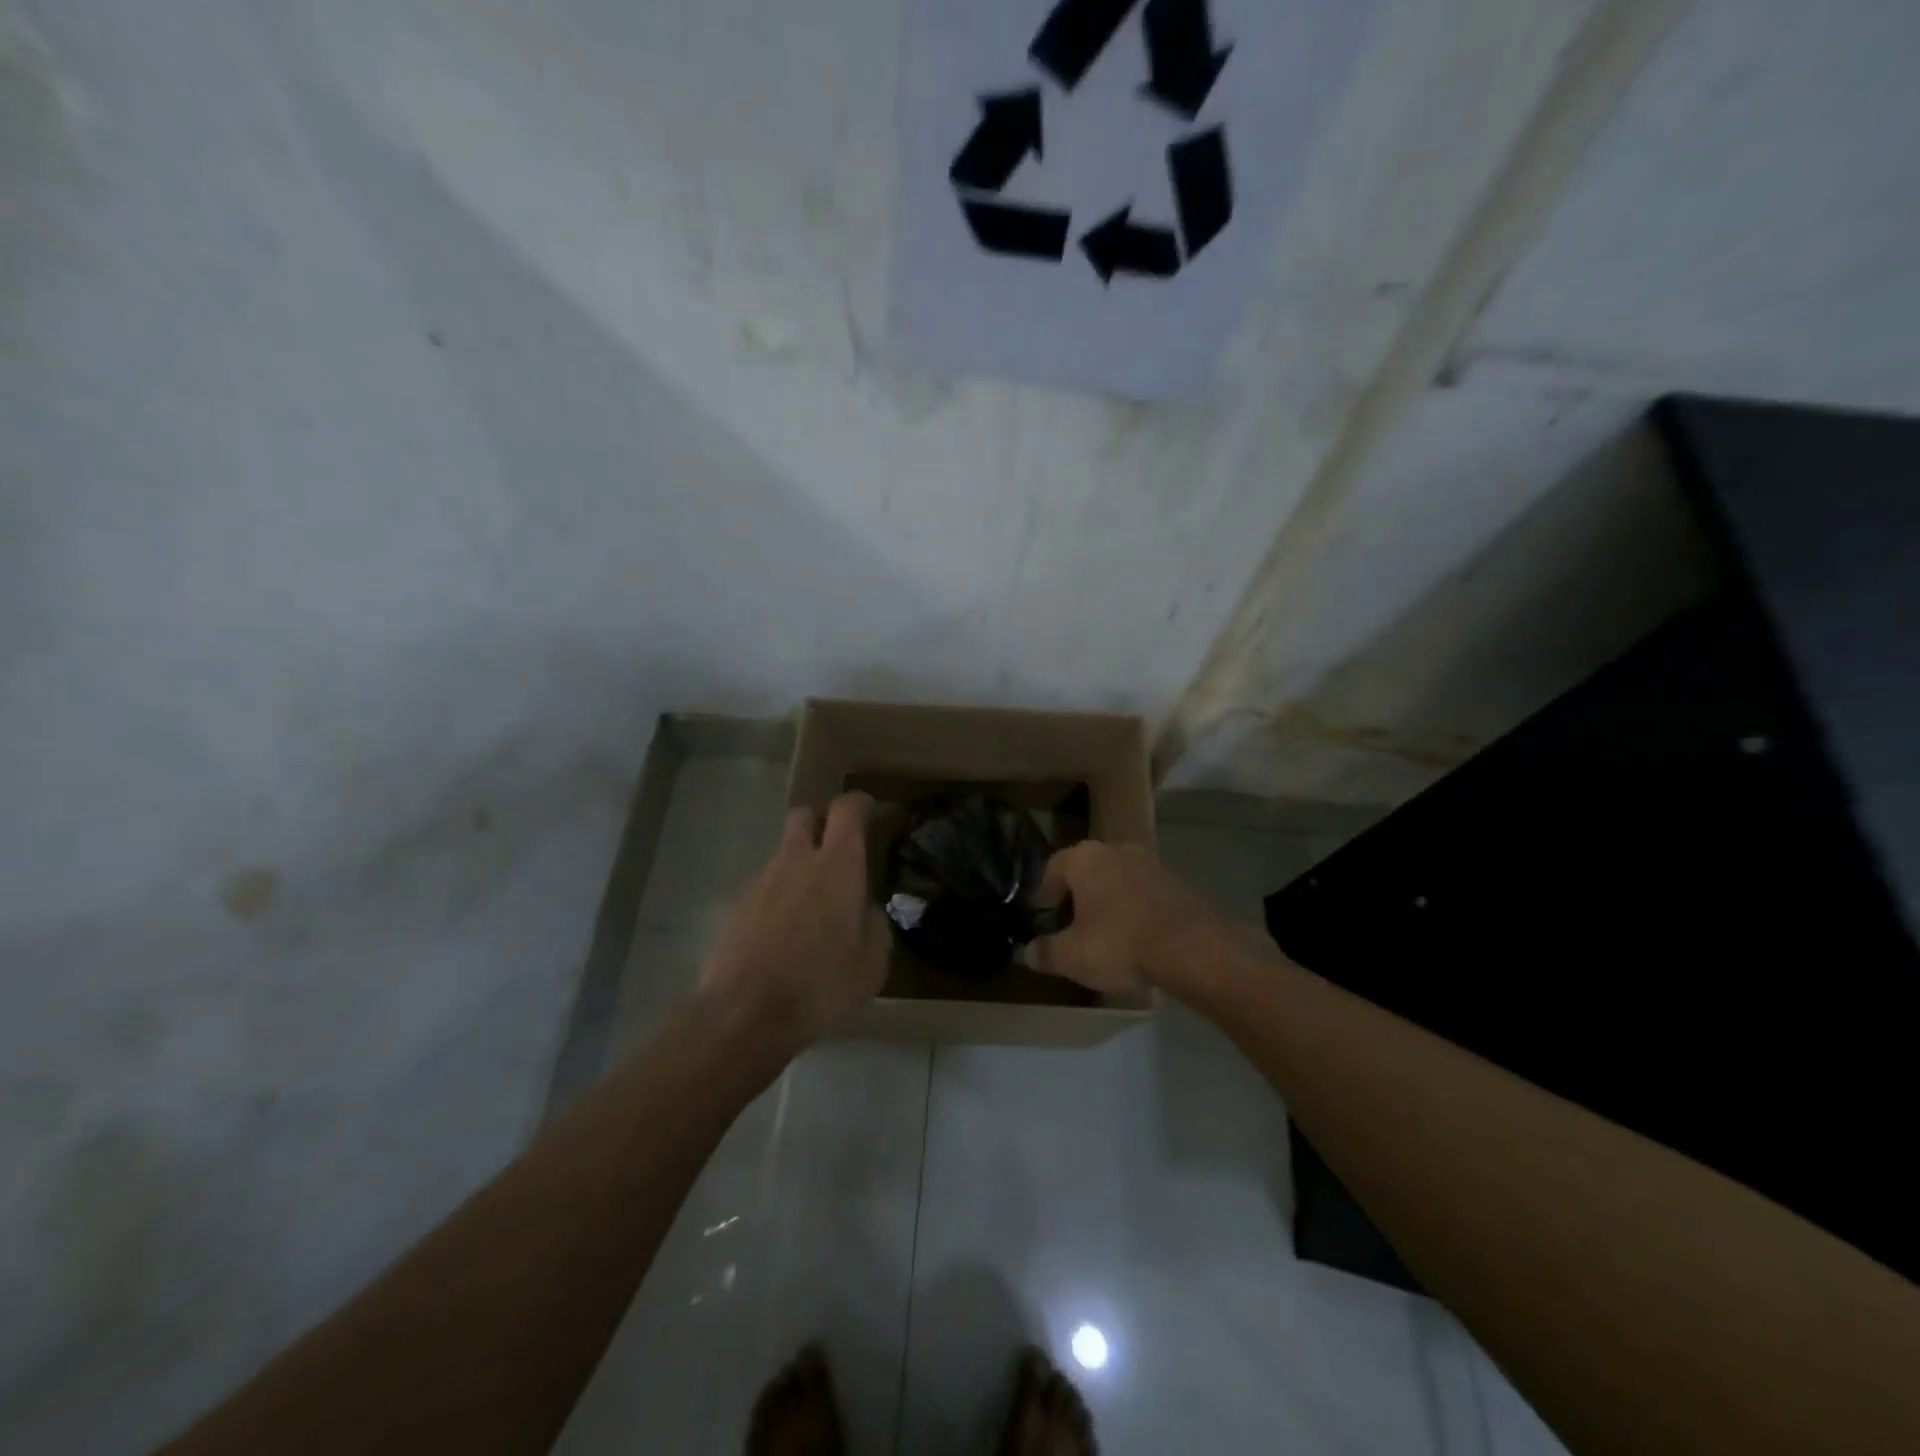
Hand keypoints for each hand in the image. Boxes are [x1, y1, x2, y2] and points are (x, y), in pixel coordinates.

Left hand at [699, 793, 891, 1047]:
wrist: (744, 1014)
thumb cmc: (820, 984)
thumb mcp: (872, 963)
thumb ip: (875, 925)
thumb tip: (866, 909)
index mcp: (837, 865)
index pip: (847, 809)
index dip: (860, 804)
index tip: (871, 812)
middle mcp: (797, 860)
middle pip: (805, 815)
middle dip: (822, 822)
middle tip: (838, 849)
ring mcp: (762, 881)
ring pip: (783, 852)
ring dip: (800, 862)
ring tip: (814, 902)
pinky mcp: (737, 906)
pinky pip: (765, 885)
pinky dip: (779, 894)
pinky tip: (787, 930)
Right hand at [1025, 841, 1227, 996]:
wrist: (1194, 949)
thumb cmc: (1121, 945)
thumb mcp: (1072, 957)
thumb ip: (1045, 952)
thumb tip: (1028, 952)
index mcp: (1085, 859)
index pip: (1052, 868)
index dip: (1043, 894)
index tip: (1042, 918)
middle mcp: (1116, 850)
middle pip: (1086, 871)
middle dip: (1076, 897)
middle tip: (1071, 927)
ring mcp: (1151, 863)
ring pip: (1117, 881)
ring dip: (1108, 903)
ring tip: (1105, 936)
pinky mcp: (1177, 881)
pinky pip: (1143, 893)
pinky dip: (1134, 910)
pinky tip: (1136, 938)